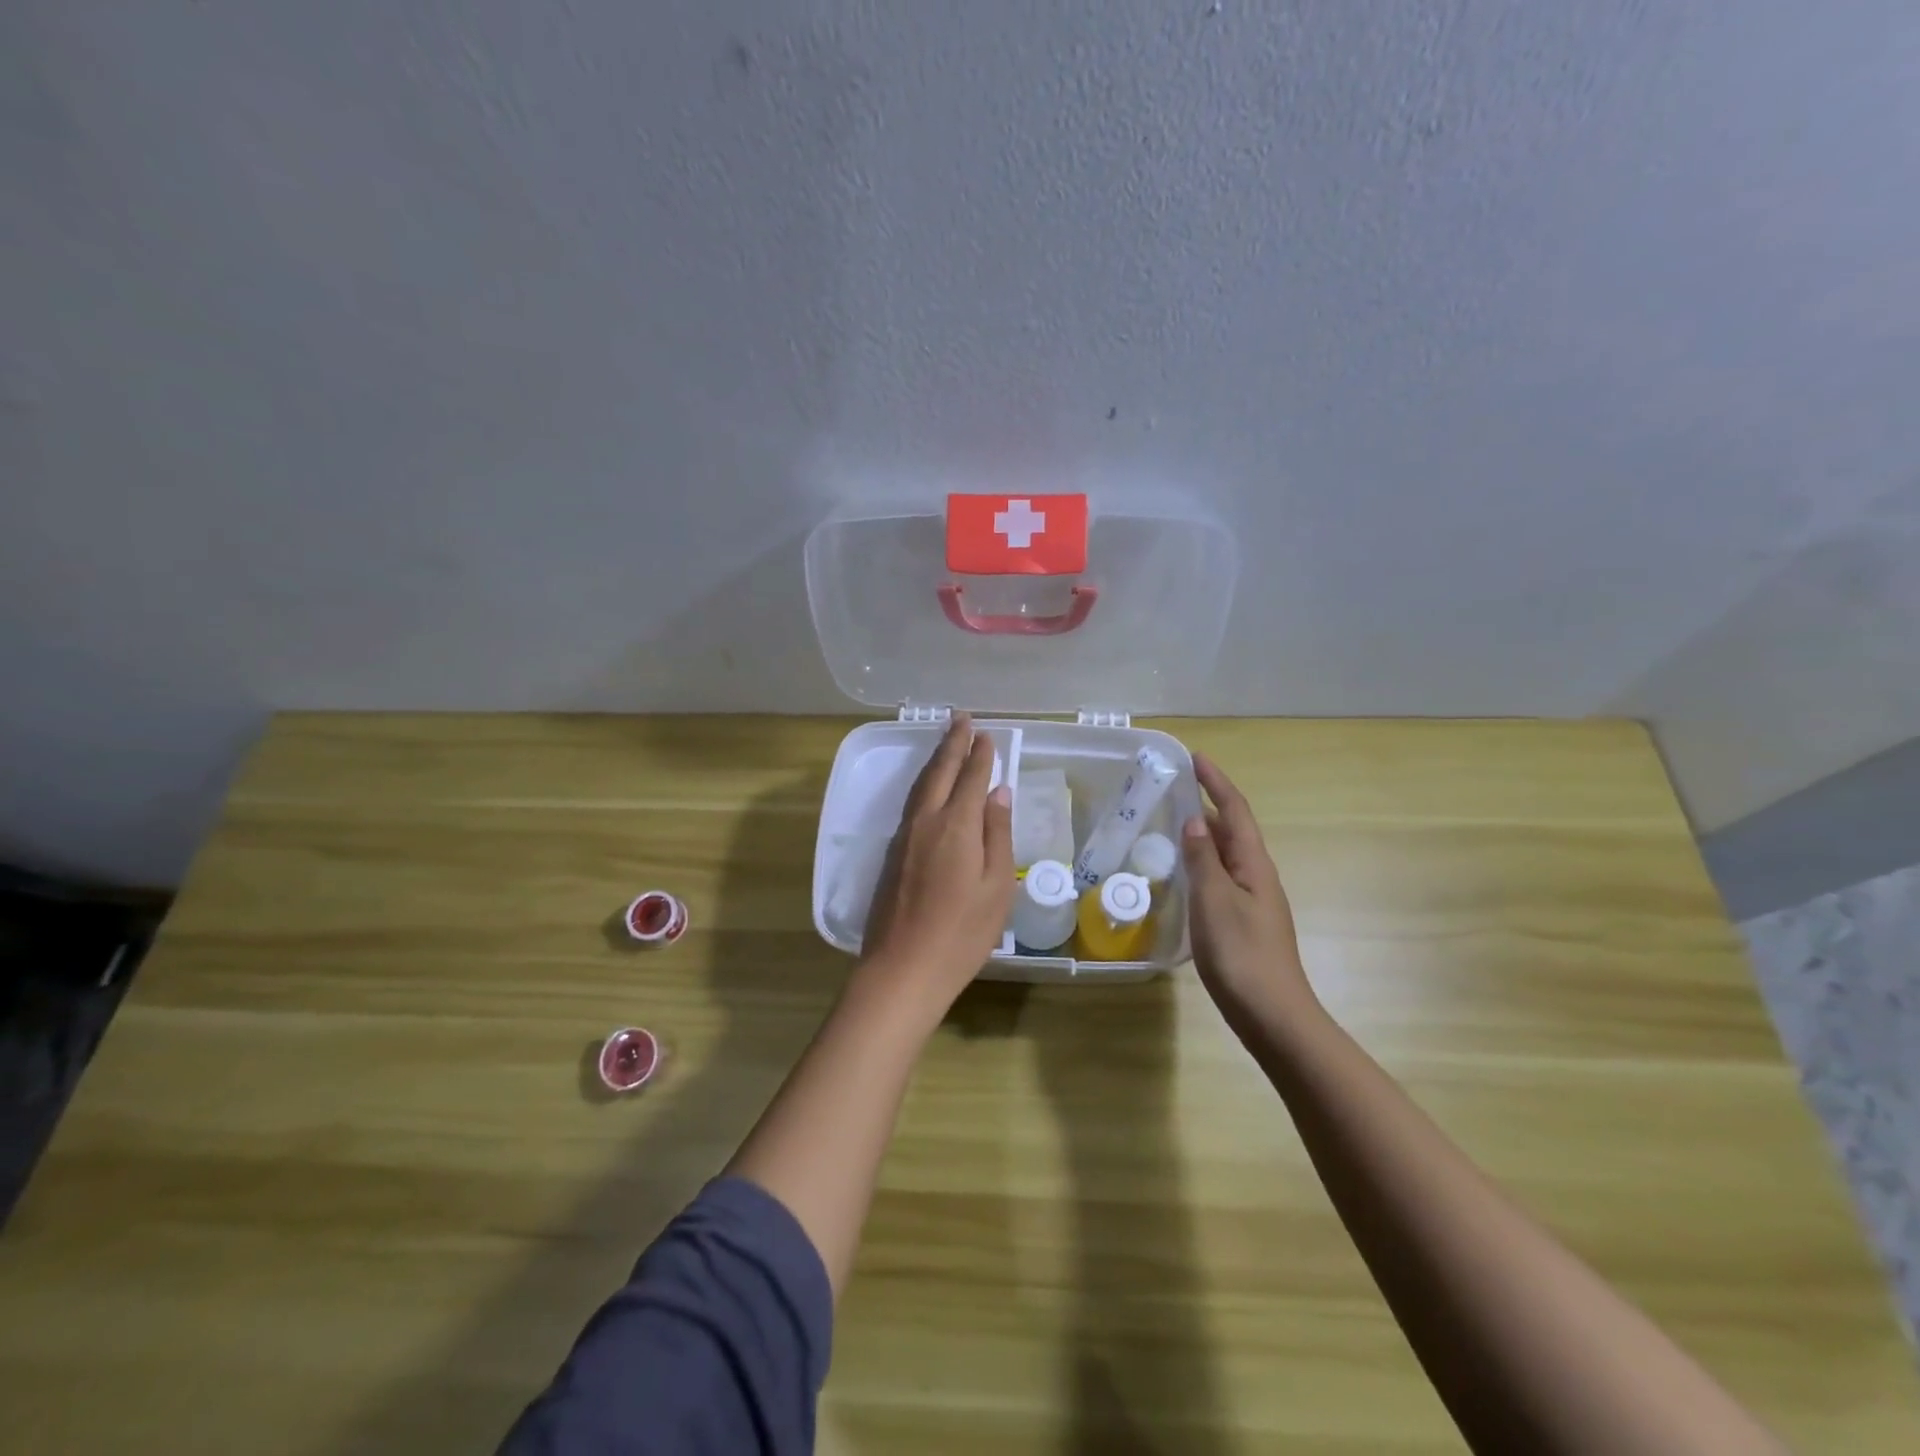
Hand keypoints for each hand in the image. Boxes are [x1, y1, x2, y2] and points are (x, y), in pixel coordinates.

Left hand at [859, 715, 1014, 1020]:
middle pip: (939, 772)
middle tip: (961, 717)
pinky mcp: (892, 854)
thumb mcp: (996, 886)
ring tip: (945, 741)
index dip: (980, 754)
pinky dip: (924, 783)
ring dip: (934, 759)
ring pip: (920, 786)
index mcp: (955, 826)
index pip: (970, 778)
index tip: (986, 732)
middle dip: (951, 743)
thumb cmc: (961, 933)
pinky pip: (912, 803)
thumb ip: (997, 834)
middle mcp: (925, 822)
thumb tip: (999, 793)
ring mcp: (904, 837)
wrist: (902, 969)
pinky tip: (929, 786)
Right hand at [1182, 753, 1316, 1023]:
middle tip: (1175, 789)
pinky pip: (1221, 878)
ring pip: (1227, 855)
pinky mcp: (1244, 923)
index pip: (1235, 811)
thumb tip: (1194, 819)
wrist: (1274, 1016)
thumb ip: (1203, 858)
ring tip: (1173, 823)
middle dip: (1209, 804)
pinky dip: (1202, 864)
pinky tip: (1183, 875)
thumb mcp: (1214, 901)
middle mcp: (1257, 877)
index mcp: (1254, 865)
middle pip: (1234, 830)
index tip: (1195, 758)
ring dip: (1204, 834)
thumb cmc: (1242, 954)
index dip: (1216, 783)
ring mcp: (1253, 901)